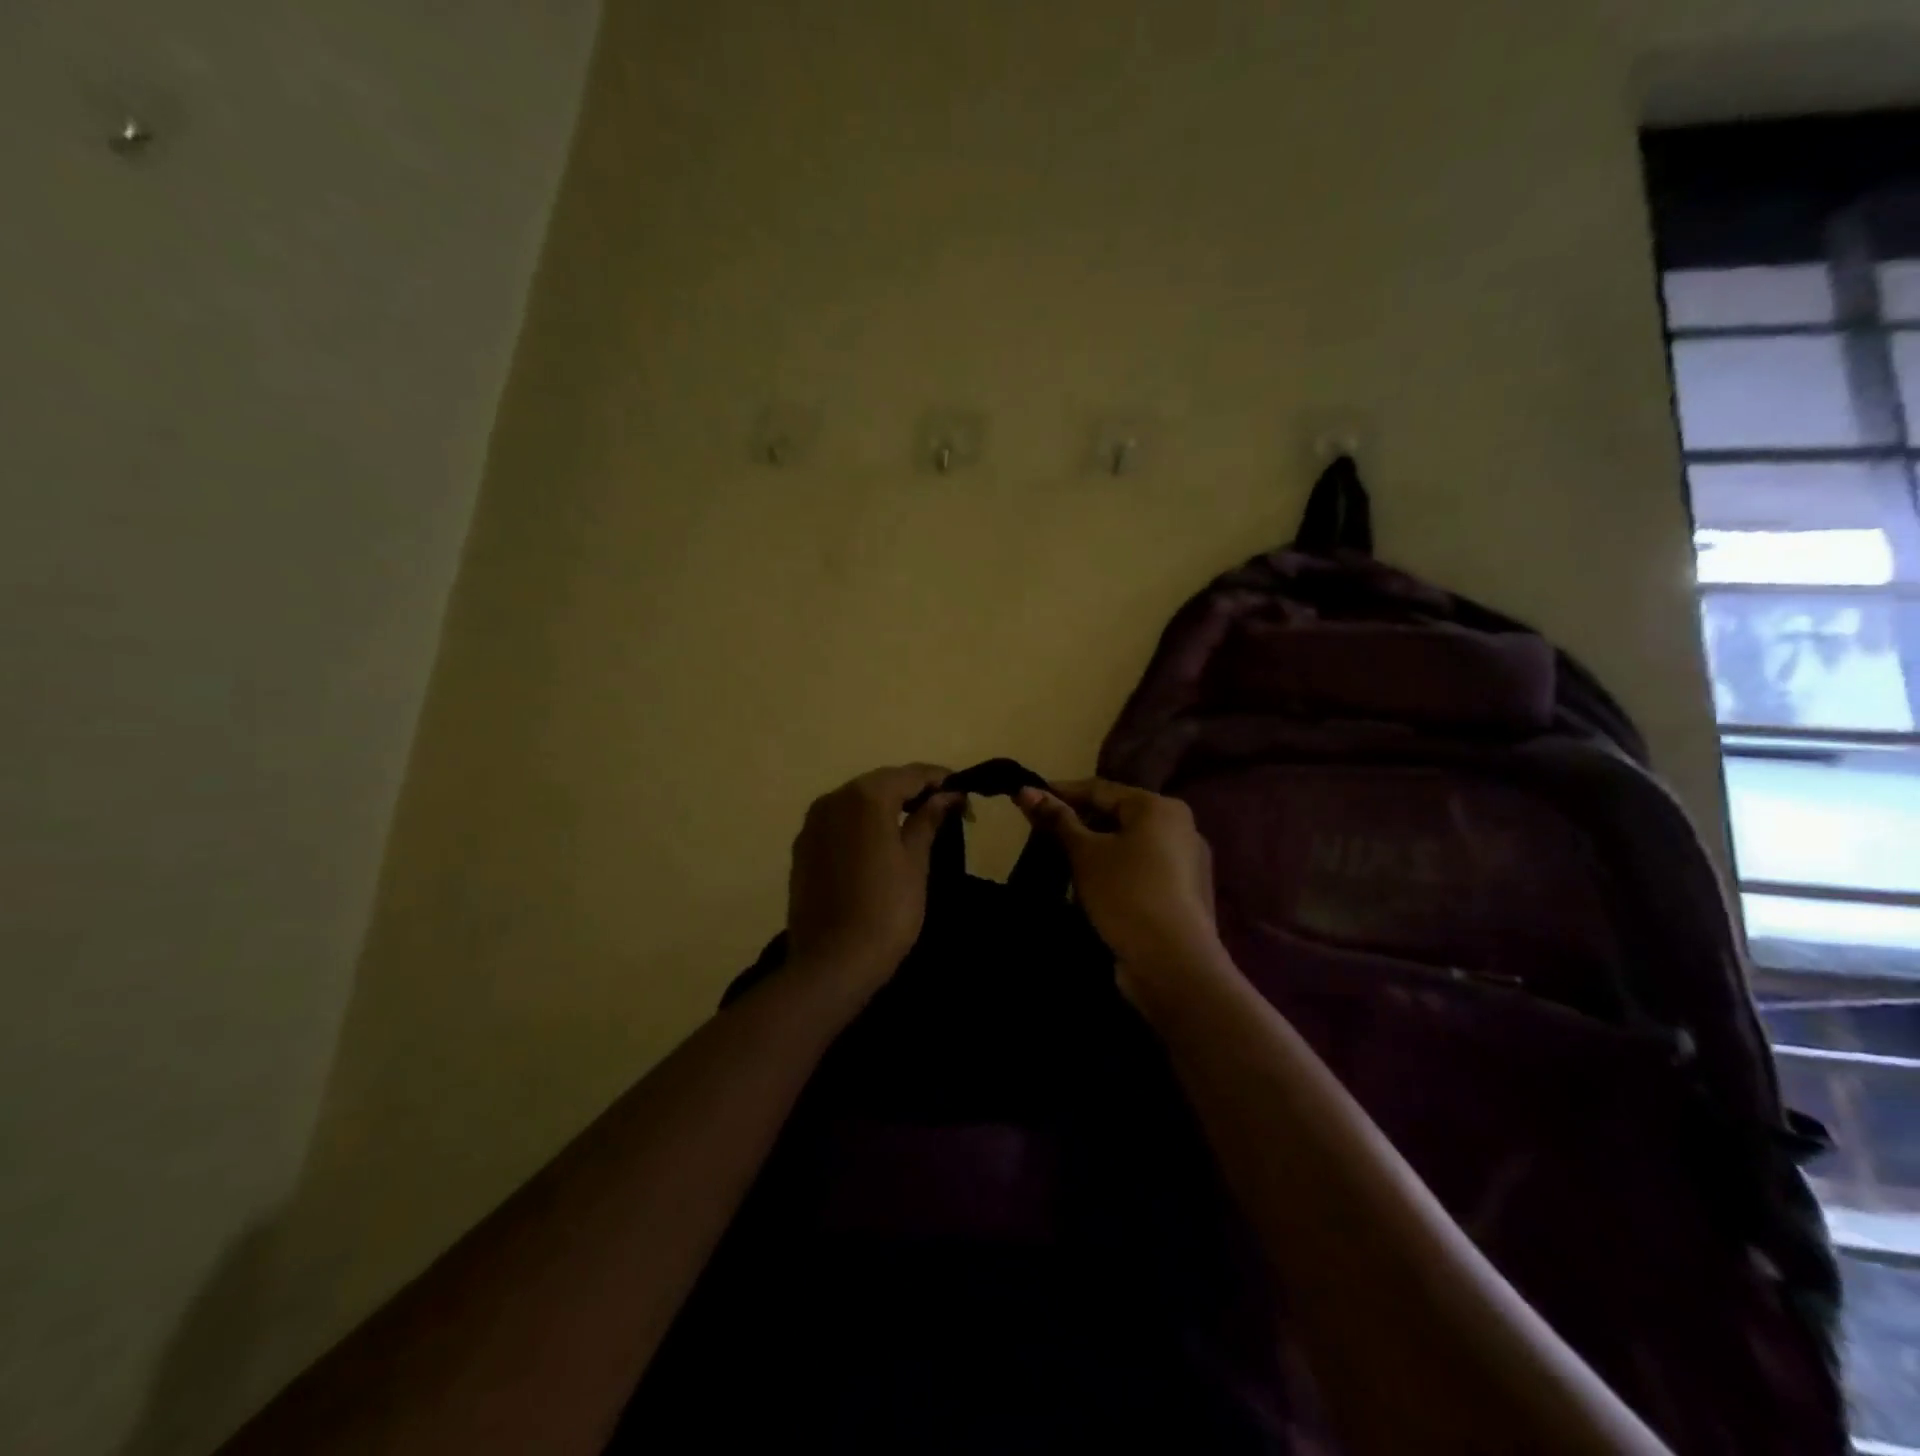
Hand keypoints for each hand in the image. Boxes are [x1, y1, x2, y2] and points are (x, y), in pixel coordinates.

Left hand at [786, 765, 963, 994]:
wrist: (833, 963)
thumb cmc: (887, 910)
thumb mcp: (916, 862)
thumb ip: (928, 820)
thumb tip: (947, 796)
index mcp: (866, 796)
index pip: (910, 775)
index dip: (940, 780)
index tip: (963, 793)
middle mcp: (834, 798)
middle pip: (881, 783)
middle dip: (913, 791)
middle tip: (944, 809)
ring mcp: (812, 823)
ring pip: (857, 801)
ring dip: (886, 806)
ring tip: (914, 824)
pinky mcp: (802, 847)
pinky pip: (838, 822)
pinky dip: (861, 824)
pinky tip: (879, 843)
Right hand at [1016, 778, 1223, 980]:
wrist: (1174, 965)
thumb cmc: (1127, 894)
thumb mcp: (1085, 853)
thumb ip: (1057, 820)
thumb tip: (1025, 790)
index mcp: (1159, 807)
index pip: (1100, 789)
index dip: (1061, 792)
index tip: (1026, 798)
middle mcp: (1179, 827)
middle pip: (1117, 816)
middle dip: (1078, 824)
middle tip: (1041, 833)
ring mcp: (1185, 864)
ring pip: (1128, 846)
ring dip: (1094, 851)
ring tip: (1060, 862)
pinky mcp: (1182, 895)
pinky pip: (1140, 871)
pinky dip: (1113, 873)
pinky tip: (1090, 890)